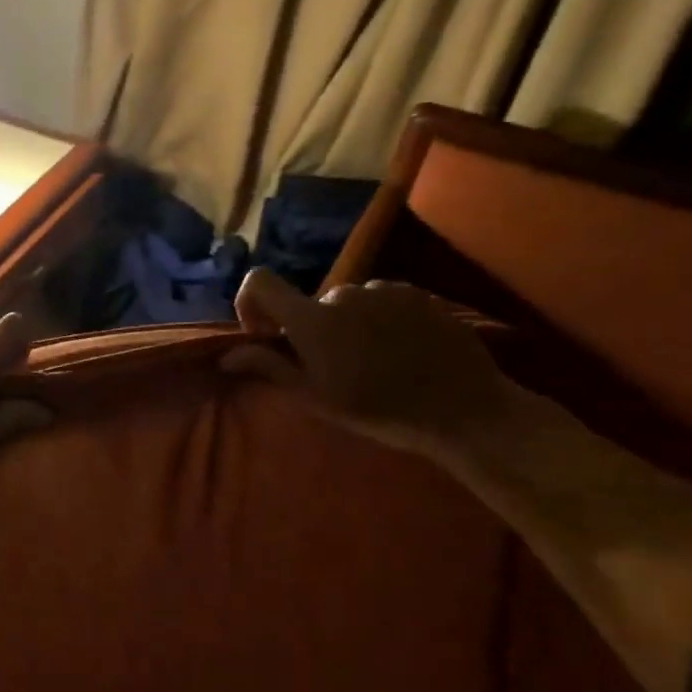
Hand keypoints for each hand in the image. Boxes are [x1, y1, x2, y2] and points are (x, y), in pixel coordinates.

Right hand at [223, 269, 513, 462]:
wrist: (464, 410)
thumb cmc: (380, 410)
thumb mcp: (316, 398)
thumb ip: (269, 367)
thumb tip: (226, 357)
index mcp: (312, 319)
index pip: (260, 281)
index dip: (251, 301)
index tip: (265, 334)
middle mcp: (342, 293)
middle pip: (310, 302)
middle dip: (312, 328)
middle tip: (333, 367)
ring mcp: (383, 289)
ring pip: (348, 303)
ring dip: (349, 325)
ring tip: (374, 362)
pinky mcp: (417, 293)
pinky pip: (383, 300)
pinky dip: (381, 320)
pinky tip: (402, 351)